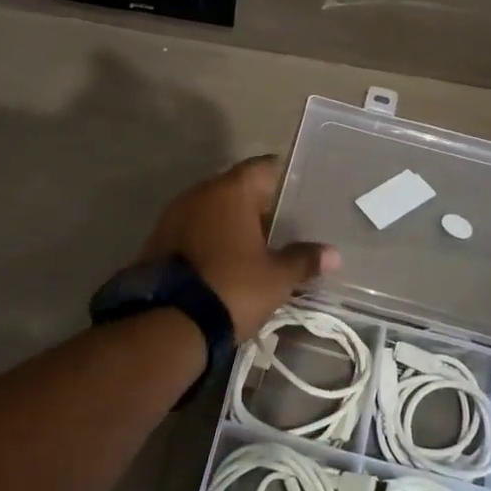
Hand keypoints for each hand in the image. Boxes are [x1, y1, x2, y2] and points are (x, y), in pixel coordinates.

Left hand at [139, 156, 339, 340]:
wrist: (168, 323)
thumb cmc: (232, 288)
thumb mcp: (277, 278)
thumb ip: (304, 260)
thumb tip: (333, 254)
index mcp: (230, 190)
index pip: (263, 167)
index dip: (283, 178)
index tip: (299, 193)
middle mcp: (199, 192)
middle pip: (236, 187)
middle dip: (257, 205)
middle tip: (282, 225)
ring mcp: (173, 215)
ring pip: (212, 209)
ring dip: (230, 222)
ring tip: (254, 245)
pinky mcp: (157, 239)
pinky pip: (192, 229)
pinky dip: (209, 238)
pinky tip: (224, 260)